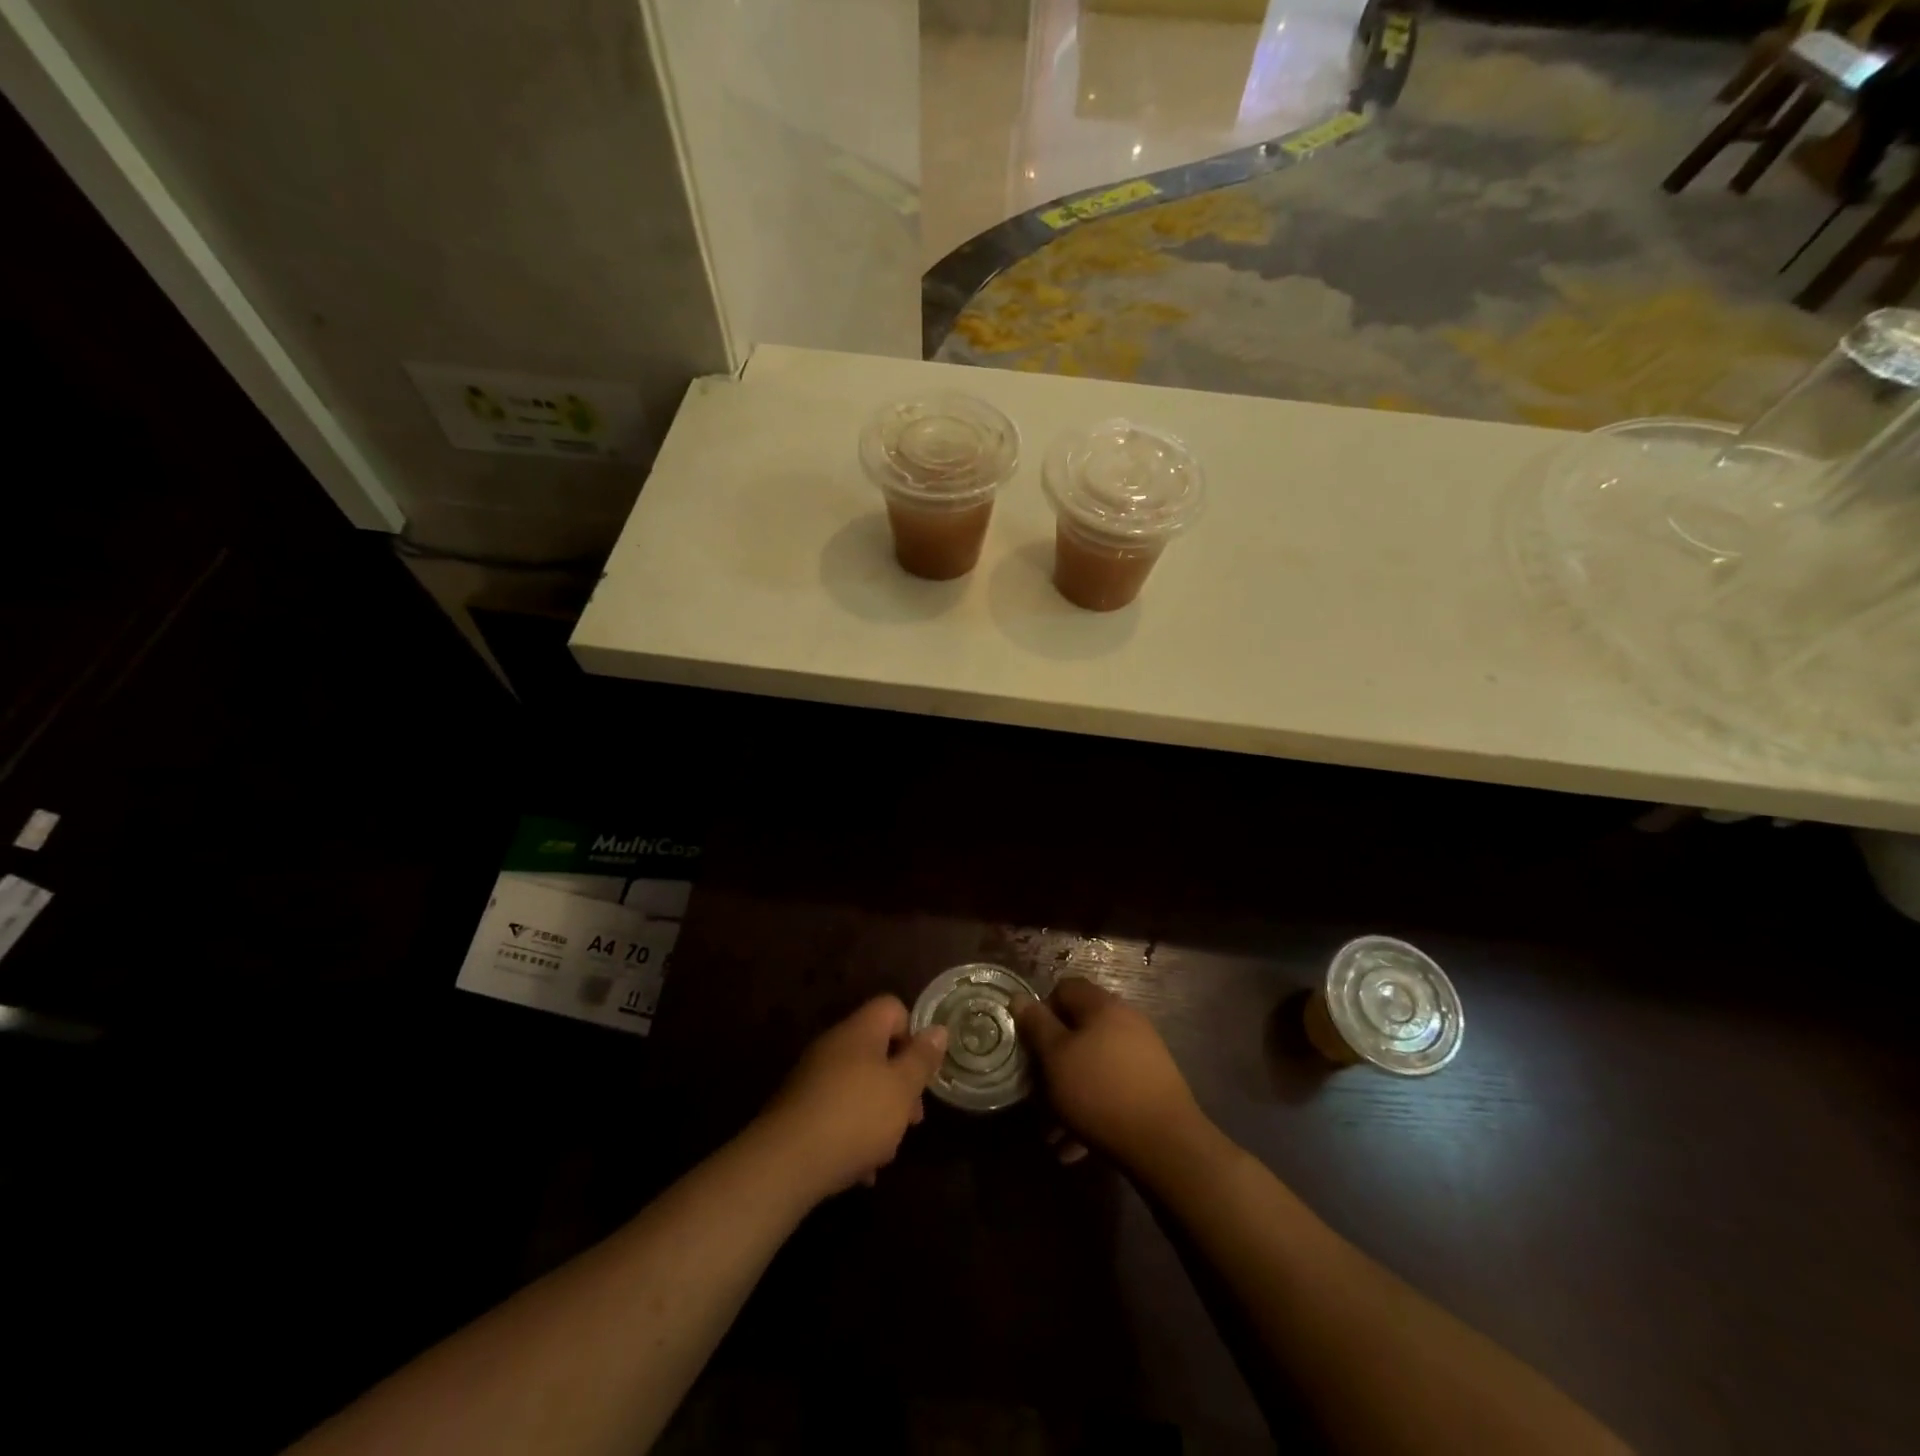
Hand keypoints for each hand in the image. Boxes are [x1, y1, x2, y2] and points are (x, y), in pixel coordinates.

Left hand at [755, 996, 947, 1200]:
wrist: (785, 1163)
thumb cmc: (855, 1116)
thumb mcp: (901, 1088)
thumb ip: (922, 1059)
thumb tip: (938, 1029)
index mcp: (860, 1031)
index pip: (892, 1008)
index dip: (913, 1034)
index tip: (921, 1070)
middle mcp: (834, 1047)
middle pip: (878, 1052)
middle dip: (900, 1085)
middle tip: (912, 1120)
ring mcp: (813, 1079)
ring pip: (859, 1087)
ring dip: (878, 1116)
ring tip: (886, 1153)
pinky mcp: (800, 1112)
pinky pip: (837, 1114)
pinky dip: (853, 1136)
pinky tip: (862, 1170)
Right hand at [1014, 977, 1204, 1170]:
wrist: (1166, 1144)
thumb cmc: (1101, 1092)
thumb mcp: (1056, 1057)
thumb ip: (1036, 1025)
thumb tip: (1019, 997)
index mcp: (1103, 1006)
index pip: (1065, 988)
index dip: (1042, 1011)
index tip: (1030, 1045)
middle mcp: (1126, 1022)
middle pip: (1079, 1030)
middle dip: (1054, 1062)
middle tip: (1037, 1094)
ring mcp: (1143, 1054)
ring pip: (1093, 1066)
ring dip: (1069, 1094)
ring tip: (1053, 1133)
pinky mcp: (1152, 1087)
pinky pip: (1111, 1090)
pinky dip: (1091, 1110)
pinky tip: (1076, 1147)